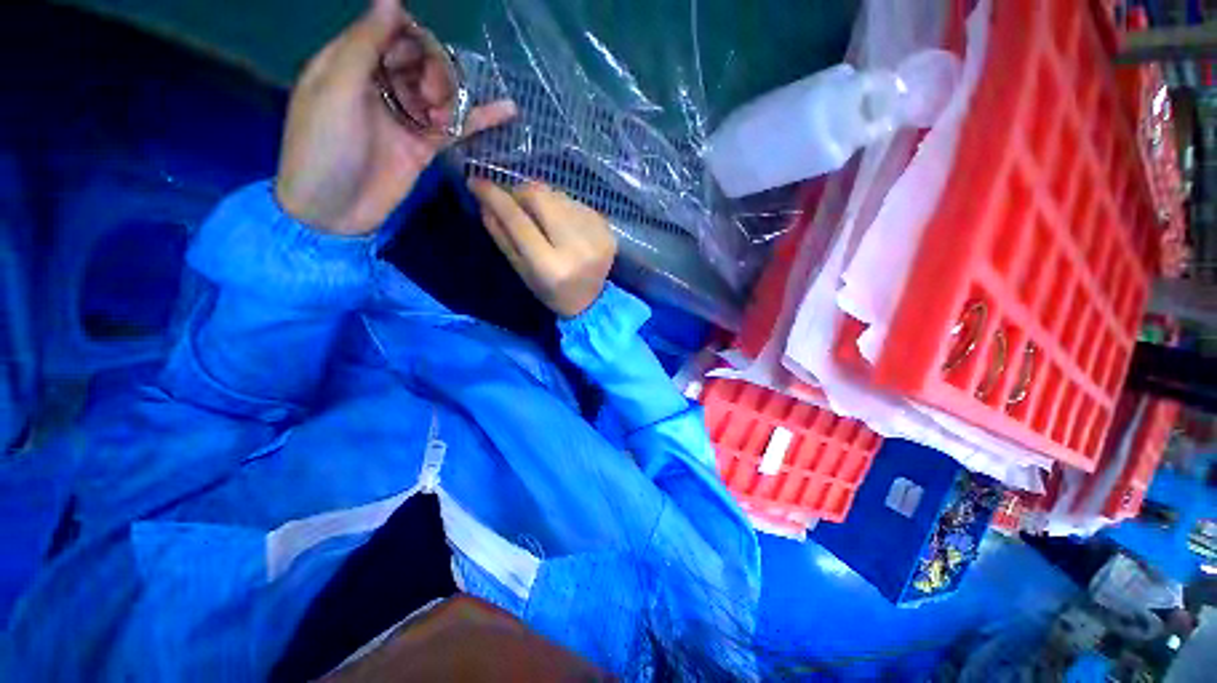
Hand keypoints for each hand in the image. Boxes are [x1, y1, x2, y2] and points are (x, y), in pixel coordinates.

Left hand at [275, 0, 515, 235]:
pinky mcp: (425, 146)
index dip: (409, 36)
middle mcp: (380, 86)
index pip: (387, 33)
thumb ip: (364, 46)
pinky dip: (479, 120)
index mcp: (351, 64)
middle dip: (431, 71)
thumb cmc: (323, 147)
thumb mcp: (336, 90)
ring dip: (451, 97)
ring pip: (439, 92)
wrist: (333, 210)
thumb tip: (392, 0)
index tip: (421, 53)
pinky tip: (506, 110)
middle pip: (418, 61)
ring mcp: (405, 118)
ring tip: (442, 117)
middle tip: (427, 99)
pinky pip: (455, 128)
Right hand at [470, 181, 616, 317]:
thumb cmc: (551, 292)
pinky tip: (564, 226)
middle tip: (515, 203)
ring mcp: (596, 235)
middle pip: (541, 197)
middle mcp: (576, 247)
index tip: (477, 182)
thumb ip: (503, 236)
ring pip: (558, 195)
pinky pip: (576, 203)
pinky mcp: (607, 229)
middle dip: (521, 193)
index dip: (495, 197)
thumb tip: (485, 201)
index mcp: (551, 266)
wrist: (592, 302)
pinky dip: (563, 208)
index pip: (518, 221)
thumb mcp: (522, 271)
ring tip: (543, 220)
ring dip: (543, 201)